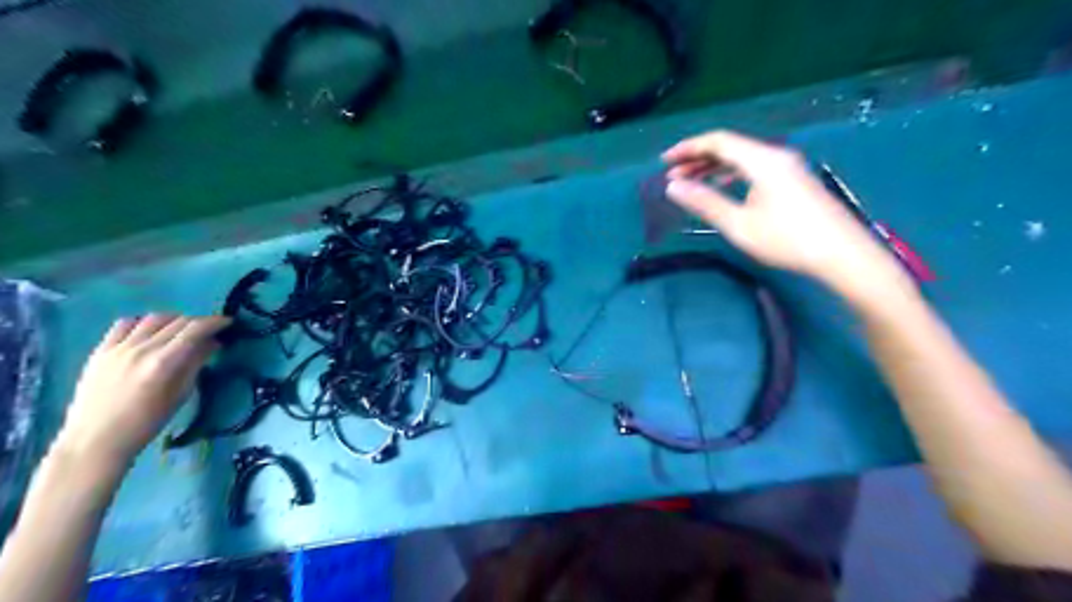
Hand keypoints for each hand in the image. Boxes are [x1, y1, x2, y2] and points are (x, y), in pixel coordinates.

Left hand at [54, 315, 229, 469]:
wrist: (95, 439)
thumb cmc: (147, 422)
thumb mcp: (181, 394)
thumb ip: (196, 364)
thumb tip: (213, 343)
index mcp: (164, 362)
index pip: (195, 330)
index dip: (215, 322)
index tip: (228, 322)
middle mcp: (141, 349)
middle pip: (177, 321)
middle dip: (199, 322)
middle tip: (209, 331)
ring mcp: (118, 348)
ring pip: (153, 318)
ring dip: (173, 319)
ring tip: (181, 329)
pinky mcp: (100, 351)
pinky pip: (124, 324)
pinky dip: (143, 322)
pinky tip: (150, 331)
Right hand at [663, 129, 901, 292]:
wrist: (842, 254)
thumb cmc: (787, 239)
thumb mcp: (738, 224)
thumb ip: (704, 202)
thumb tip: (673, 187)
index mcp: (762, 160)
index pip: (718, 142)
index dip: (688, 148)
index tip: (664, 161)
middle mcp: (776, 155)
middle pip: (731, 147)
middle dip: (698, 159)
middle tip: (672, 176)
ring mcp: (788, 166)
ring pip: (743, 158)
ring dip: (714, 167)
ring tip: (691, 183)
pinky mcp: (794, 179)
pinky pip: (755, 167)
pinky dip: (732, 174)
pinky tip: (723, 187)